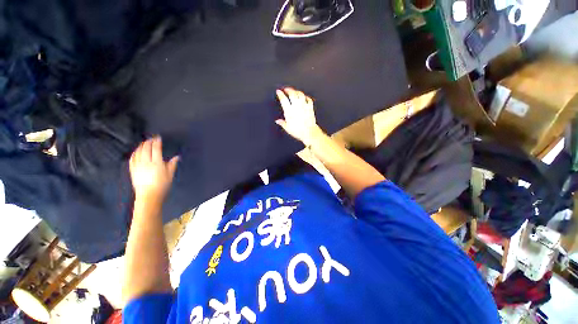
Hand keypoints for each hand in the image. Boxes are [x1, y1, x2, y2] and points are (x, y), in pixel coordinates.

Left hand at [129, 136, 178, 201]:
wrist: (149, 195)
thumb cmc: (162, 185)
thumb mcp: (170, 175)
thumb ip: (172, 164)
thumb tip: (177, 157)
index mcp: (157, 163)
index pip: (156, 149)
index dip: (157, 142)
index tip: (158, 138)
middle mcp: (146, 162)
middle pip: (146, 149)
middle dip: (148, 142)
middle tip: (151, 139)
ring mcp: (138, 166)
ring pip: (138, 152)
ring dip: (141, 146)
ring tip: (144, 143)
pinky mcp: (132, 170)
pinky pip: (132, 158)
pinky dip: (134, 153)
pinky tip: (136, 151)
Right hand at [276, 87, 323, 146]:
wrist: (309, 132)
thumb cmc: (298, 131)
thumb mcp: (288, 128)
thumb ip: (282, 123)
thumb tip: (278, 121)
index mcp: (289, 111)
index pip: (283, 99)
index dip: (280, 94)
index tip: (278, 91)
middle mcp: (296, 106)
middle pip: (292, 94)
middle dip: (288, 89)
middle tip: (286, 89)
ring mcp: (304, 106)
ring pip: (300, 94)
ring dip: (297, 91)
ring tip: (294, 91)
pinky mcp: (310, 108)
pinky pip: (309, 99)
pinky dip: (306, 97)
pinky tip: (304, 97)